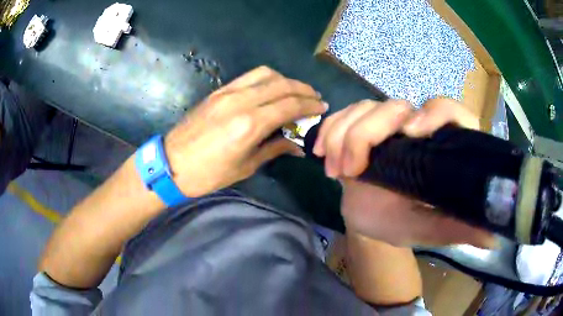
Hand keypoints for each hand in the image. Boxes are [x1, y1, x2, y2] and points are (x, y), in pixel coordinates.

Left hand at [165, 66, 327, 197]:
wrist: (172, 163)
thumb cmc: (209, 173)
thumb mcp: (245, 166)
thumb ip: (274, 149)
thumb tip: (298, 146)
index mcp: (250, 125)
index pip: (289, 106)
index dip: (309, 105)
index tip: (322, 107)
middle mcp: (241, 101)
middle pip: (282, 85)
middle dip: (303, 90)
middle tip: (315, 98)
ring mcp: (228, 92)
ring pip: (266, 74)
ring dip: (286, 80)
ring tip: (296, 91)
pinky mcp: (219, 91)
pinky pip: (248, 76)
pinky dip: (267, 78)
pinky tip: (272, 88)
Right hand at [313, 98, 494, 247]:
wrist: (369, 219)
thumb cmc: (403, 223)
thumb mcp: (433, 229)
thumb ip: (461, 229)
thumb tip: (494, 237)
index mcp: (442, 147)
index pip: (451, 113)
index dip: (436, 113)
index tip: (410, 133)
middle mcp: (418, 127)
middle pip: (397, 106)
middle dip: (368, 132)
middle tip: (351, 169)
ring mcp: (387, 124)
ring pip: (365, 107)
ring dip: (343, 134)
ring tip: (335, 170)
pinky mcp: (362, 126)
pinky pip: (344, 114)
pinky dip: (329, 130)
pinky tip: (321, 153)